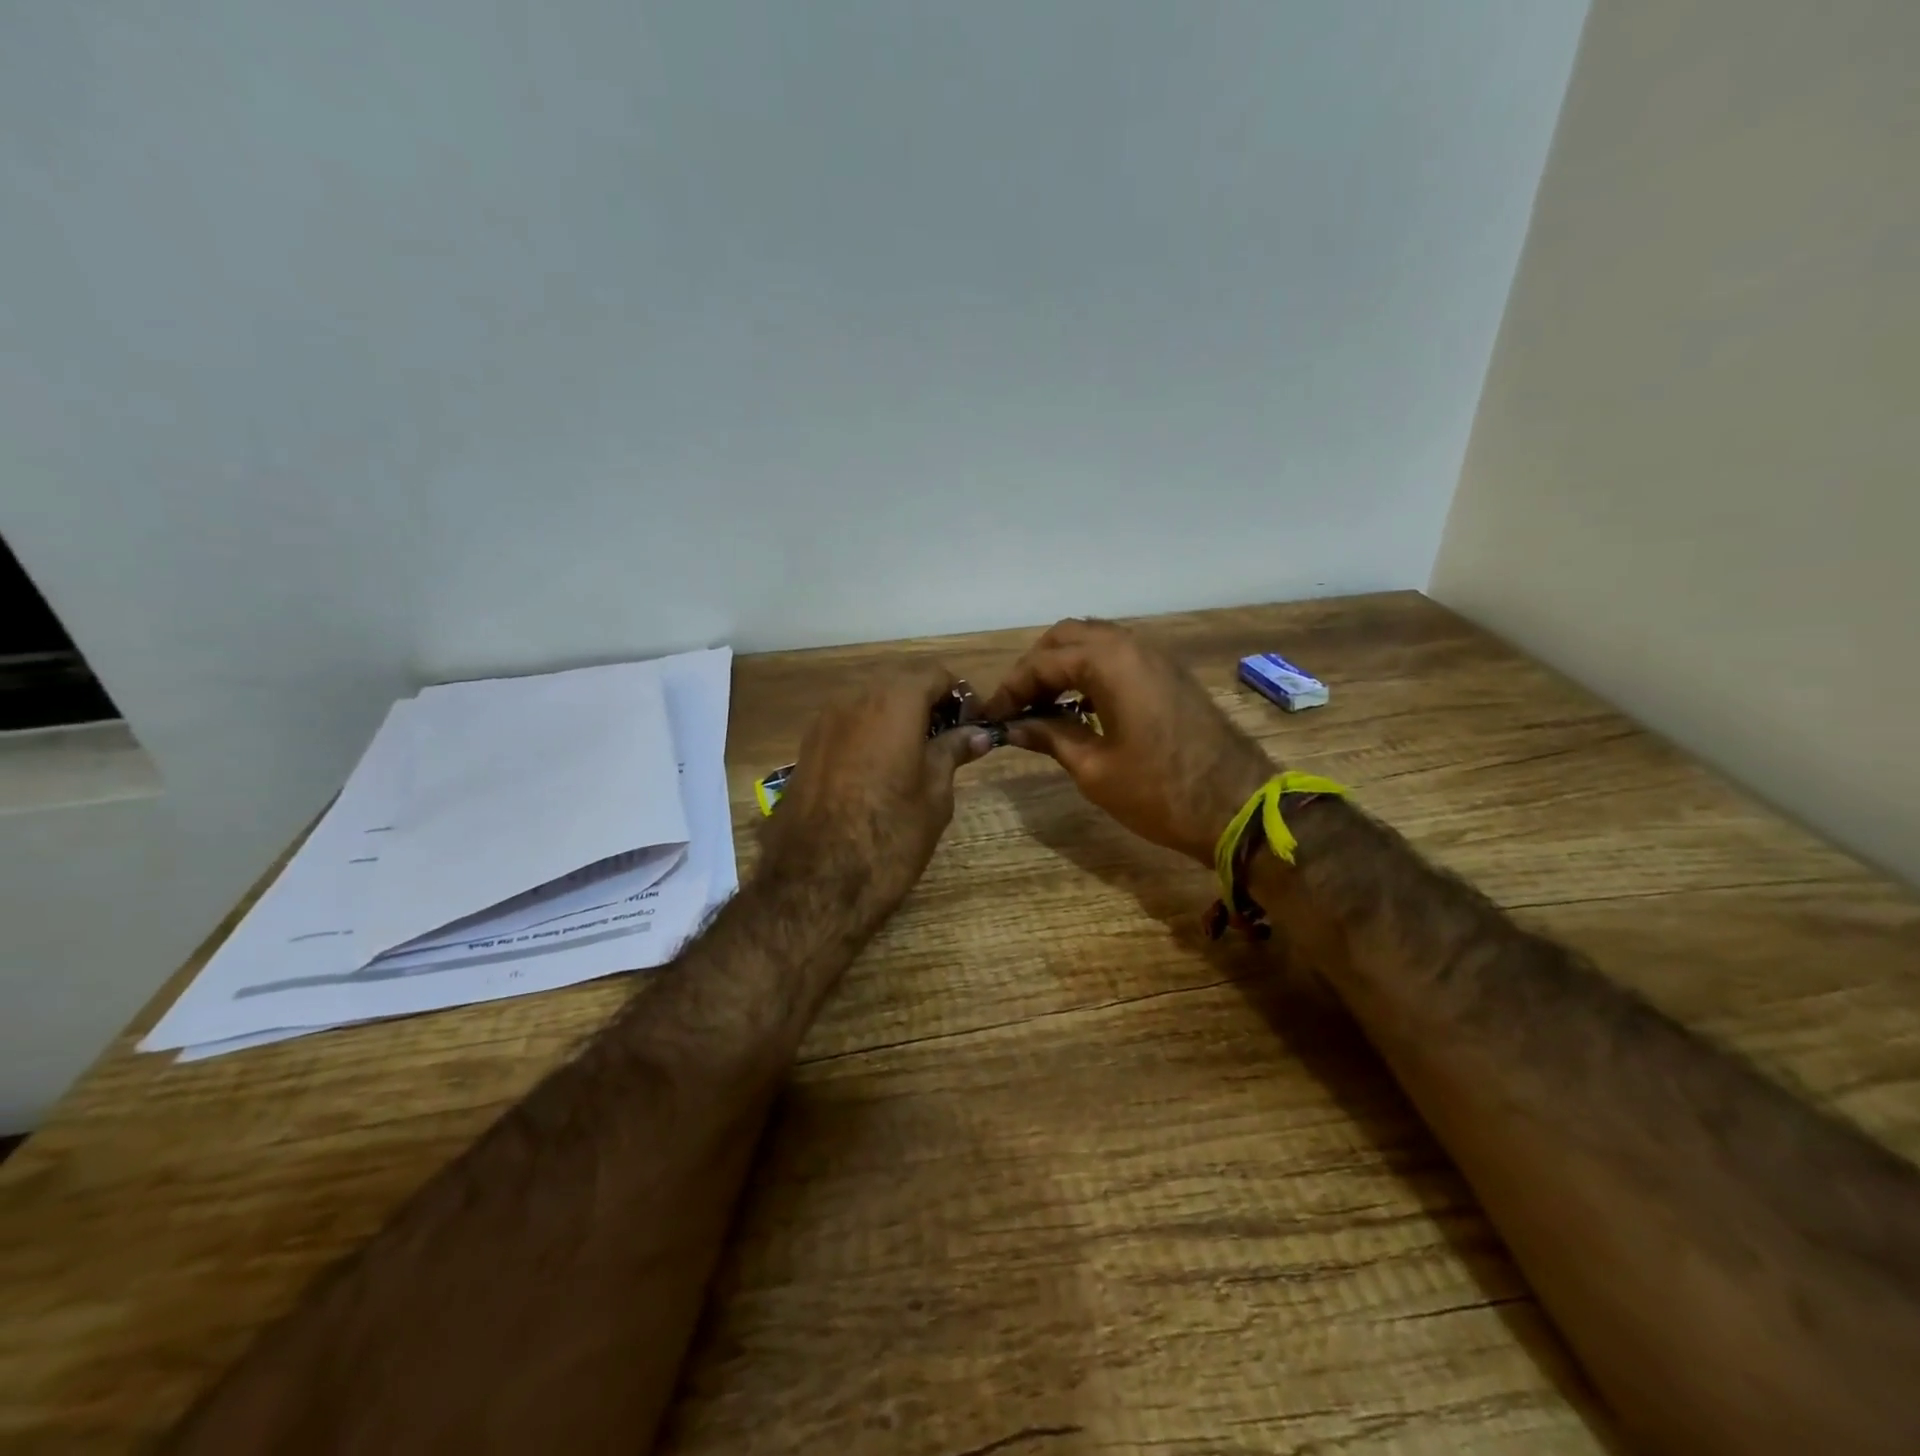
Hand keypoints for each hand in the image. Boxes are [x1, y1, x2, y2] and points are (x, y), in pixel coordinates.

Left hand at [760, 662, 992, 919]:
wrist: (817, 881)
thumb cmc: (891, 834)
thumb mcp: (935, 794)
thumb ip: (953, 752)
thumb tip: (975, 734)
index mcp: (894, 701)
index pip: (935, 675)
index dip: (960, 696)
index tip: (973, 725)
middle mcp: (854, 698)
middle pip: (899, 684)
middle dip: (928, 704)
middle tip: (949, 740)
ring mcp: (824, 721)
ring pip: (870, 703)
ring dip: (897, 717)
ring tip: (916, 756)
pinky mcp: (806, 747)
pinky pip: (848, 724)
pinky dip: (870, 733)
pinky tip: (881, 769)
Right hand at [982, 619, 1274, 864]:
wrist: (1237, 806)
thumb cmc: (1159, 792)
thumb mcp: (1093, 768)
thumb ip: (1050, 736)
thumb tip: (1014, 726)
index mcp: (1109, 662)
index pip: (1043, 662)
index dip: (1010, 688)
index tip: (990, 715)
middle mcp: (1132, 645)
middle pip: (1067, 636)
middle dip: (1036, 667)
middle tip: (1017, 705)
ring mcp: (1156, 657)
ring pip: (1095, 641)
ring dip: (1064, 665)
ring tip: (1042, 705)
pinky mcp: (1169, 674)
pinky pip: (1119, 656)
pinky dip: (1091, 671)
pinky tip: (1079, 706)